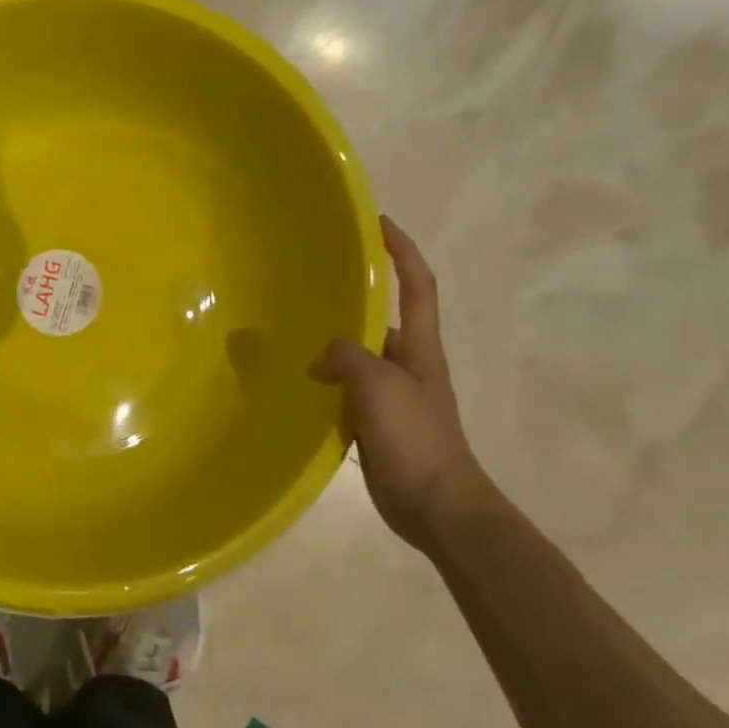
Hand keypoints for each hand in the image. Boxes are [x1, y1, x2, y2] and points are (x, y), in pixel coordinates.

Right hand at [311, 215, 482, 549]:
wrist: (437, 505)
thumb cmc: (416, 439)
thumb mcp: (380, 387)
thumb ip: (347, 359)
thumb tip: (320, 360)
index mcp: (420, 348)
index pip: (417, 285)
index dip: (402, 251)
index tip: (378, 222)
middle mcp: (408, 365)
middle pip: (381, 320)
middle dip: (351, 302)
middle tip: (309, 290)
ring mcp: (393, 396)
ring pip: (358, 359)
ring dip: (332, 348)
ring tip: (291, 338)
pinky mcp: (377, 424)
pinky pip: (346, 393)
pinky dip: (326, 386)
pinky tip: (297, 389)